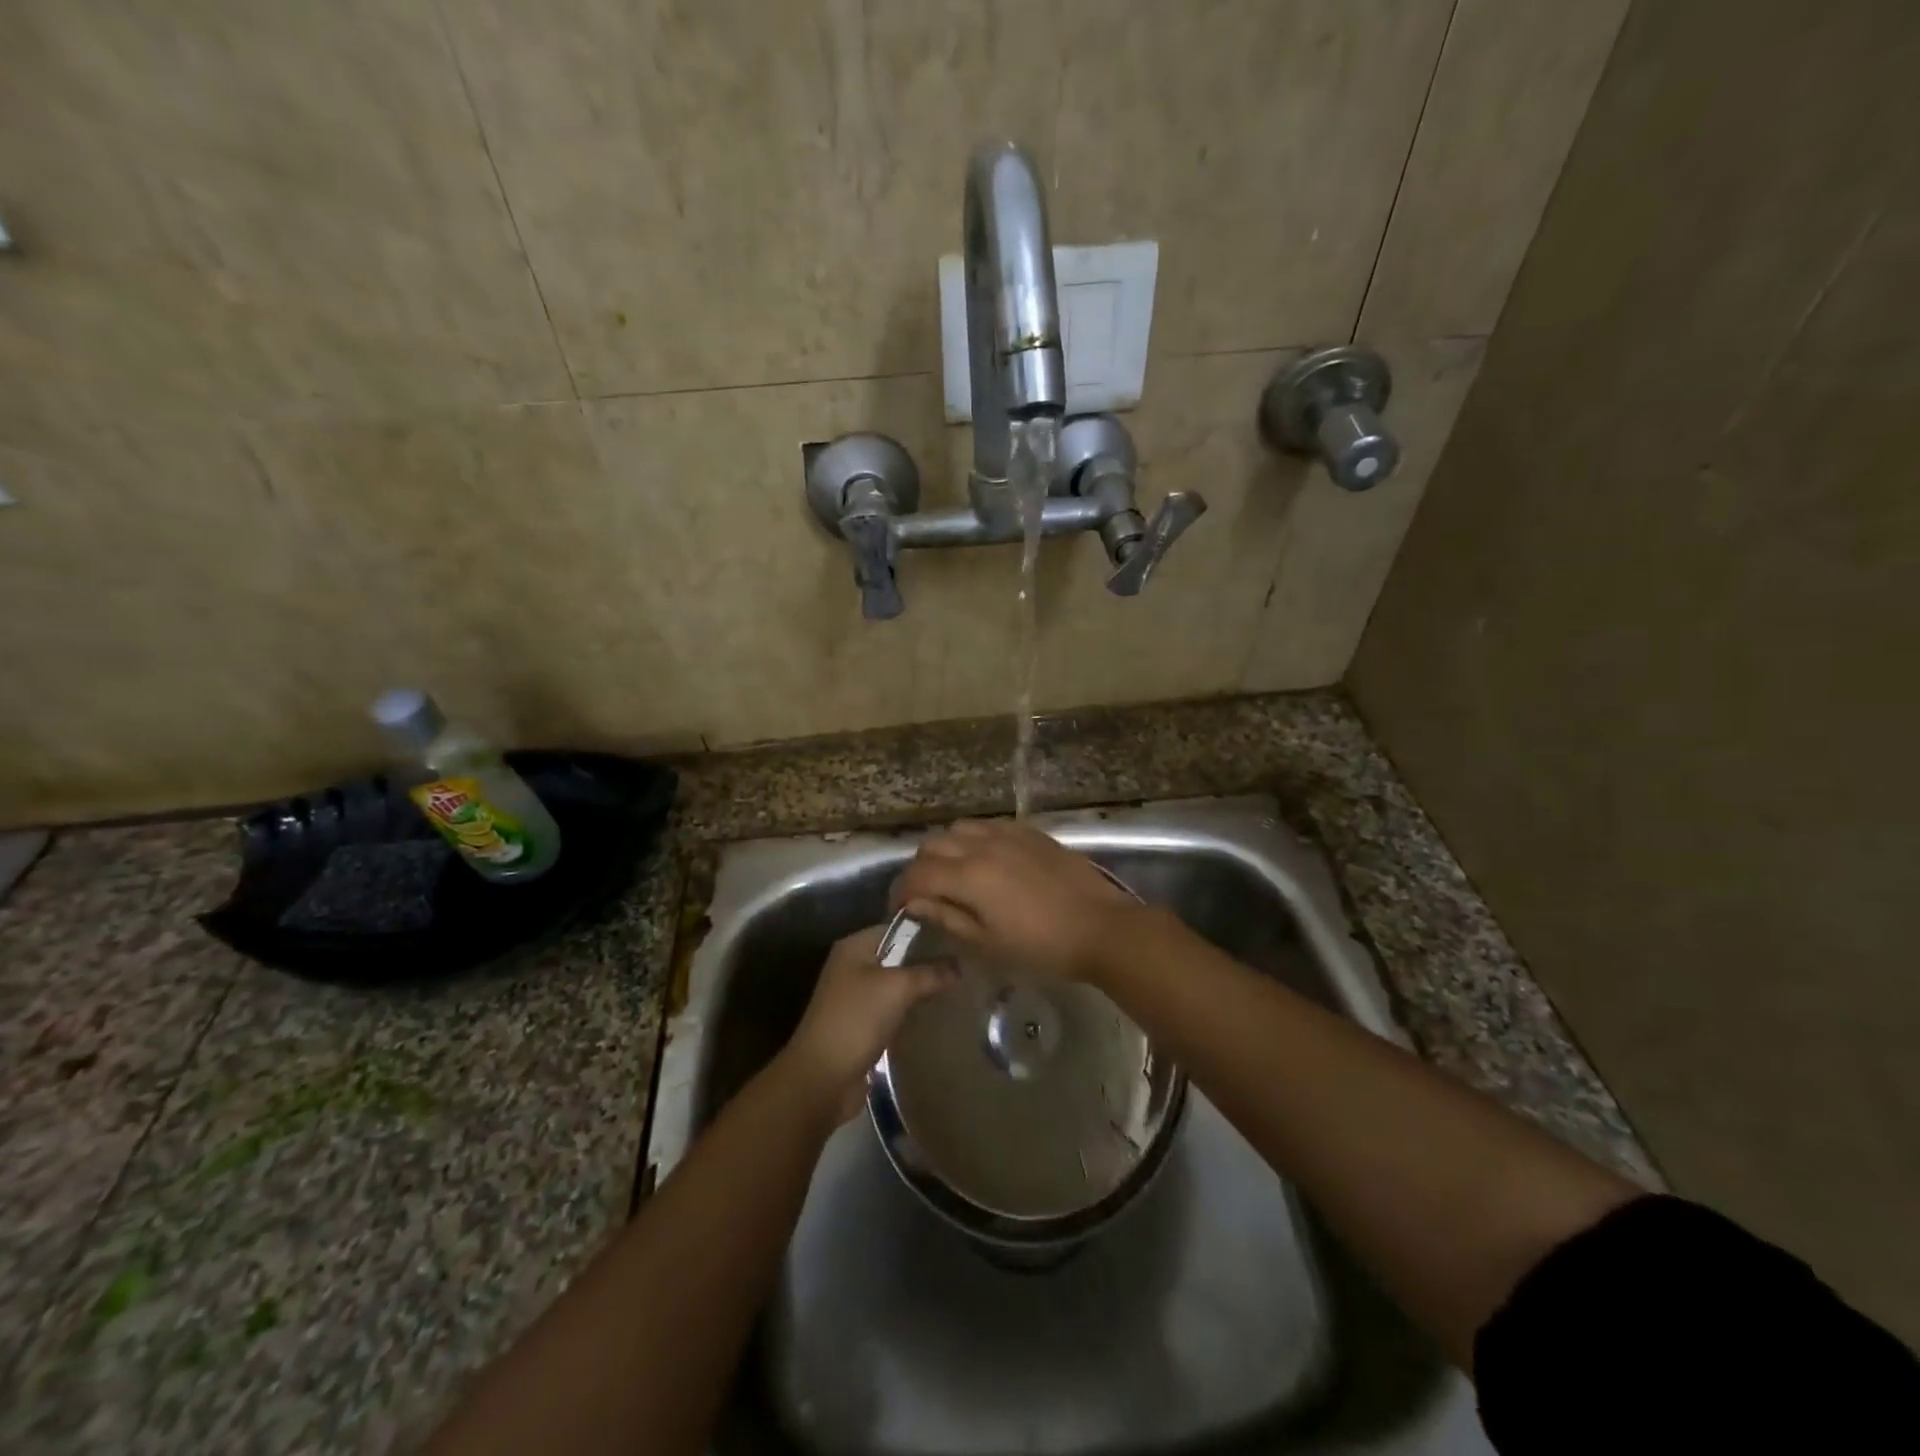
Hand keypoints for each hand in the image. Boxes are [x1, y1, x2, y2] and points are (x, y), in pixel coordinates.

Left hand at [781, 926, 951, 1122]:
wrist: (822, 1077)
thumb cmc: (857, 1019)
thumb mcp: (898, 988)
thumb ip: (930, 973)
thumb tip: (959, 964)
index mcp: (854, 947)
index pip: (896, 927)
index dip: (925, 931)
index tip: (958, 938)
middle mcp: (851, 967)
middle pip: (896, 956)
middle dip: (926, 962)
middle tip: (963, 964)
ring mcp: (854, 998)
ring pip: (895, 986)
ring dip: (919, 989)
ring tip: (956, 988)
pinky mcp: (860, 1026)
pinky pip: (891, 1011)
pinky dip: (909, 1012)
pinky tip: (935, 1015)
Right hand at [889, 820, 1138, 981]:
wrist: (1101, 927)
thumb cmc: (1042, 947)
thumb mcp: (988, 945)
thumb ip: (948, 918)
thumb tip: (917, 904)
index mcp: (969, 876)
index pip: (917, 874)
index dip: (900, 891)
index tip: (899, 910)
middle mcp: (983, 846)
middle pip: (933, 845)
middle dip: (920, 868)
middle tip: (925, 894)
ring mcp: (1008, 835)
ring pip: (959, 829)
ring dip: (946, 849)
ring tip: (953, 874)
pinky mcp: (1030, 832)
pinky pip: (988, 826)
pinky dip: (974, 840)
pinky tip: (985, 861)